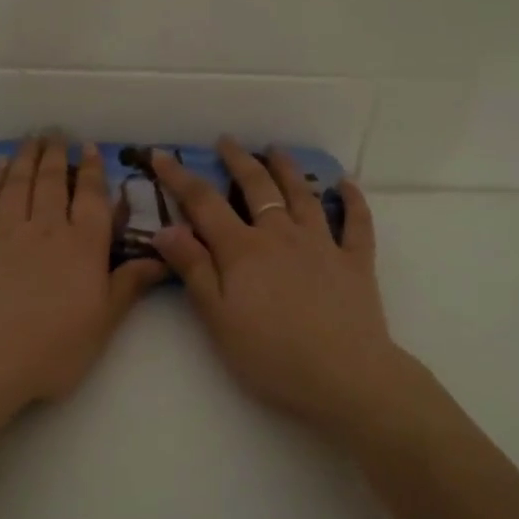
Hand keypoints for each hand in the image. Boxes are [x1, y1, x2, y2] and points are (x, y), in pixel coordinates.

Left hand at [0, 137, 165, 420]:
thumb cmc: (52, 347)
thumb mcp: (103, 323)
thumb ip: (129, 286)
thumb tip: (162, 259)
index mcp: (83, 246)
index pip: (91, 198)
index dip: (91, 170)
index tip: (89, 147)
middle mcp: (46, 228)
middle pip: (52, 181)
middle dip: (56, 154)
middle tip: (56, 133)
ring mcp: (6, 231)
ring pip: (18, 183)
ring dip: (25, 158)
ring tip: (30, 140)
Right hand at [149, 139, 407, 437]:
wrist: (345, 377)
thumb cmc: (272, 355)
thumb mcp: (219, 318)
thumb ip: (194, 270)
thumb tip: (166, 229)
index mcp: (243, 249)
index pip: (204, 202)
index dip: (180, 176)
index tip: (162, 154)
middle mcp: (281, 235)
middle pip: (257, 187)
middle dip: (237, 160)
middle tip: (226, 141)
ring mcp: (323, 244)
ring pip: (302, 195)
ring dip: (287, 169)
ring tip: (275, 150)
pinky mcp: (356, 262)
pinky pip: (356, 223)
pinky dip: (351, 200)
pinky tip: (345, 184)